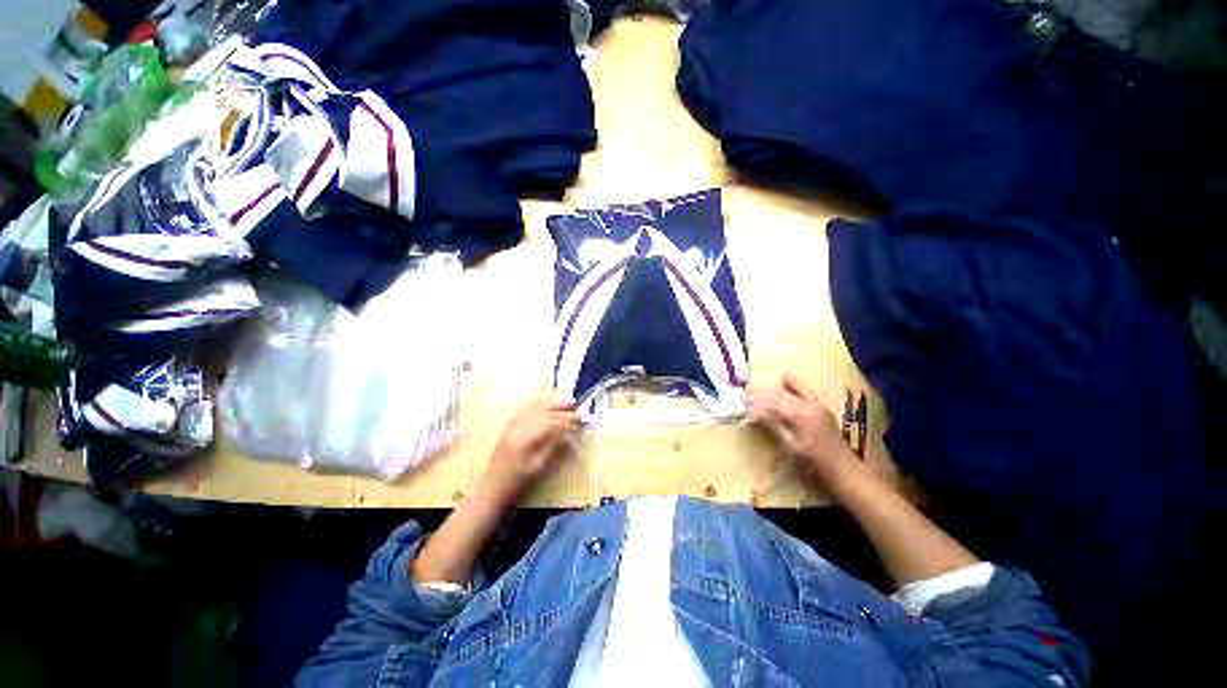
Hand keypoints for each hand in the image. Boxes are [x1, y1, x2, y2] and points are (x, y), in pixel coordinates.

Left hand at [486, 398, 580, 490]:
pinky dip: (537, 404)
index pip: (551, 422)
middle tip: (575, 407)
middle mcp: (519, 427)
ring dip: (551, 403)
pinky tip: (545, 402)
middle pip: (543, 411)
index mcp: (527, 439)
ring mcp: (513, 425)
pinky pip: (525, 409)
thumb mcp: (539, 467)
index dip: (567, 419)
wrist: (491, 487)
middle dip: (561, 408)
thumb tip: (568, 434)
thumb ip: (554, 448)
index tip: (579, 419)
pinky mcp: (509, 426)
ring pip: (534, 407)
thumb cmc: (517, 482)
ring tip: (565, 402)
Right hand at [746, 374, 862, 495]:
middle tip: (743, 395)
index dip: (755, 404)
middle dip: (759, 394)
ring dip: (771, 389)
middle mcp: (808, 404)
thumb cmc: (814, 464)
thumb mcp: (790, 447)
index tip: (741, 405)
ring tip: (756, 389)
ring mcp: (816, 404)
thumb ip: (772, 426)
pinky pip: (804, 389)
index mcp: (799, 415)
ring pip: (789, 389)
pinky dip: (792, 384)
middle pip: (778, 394)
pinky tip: (783, 380)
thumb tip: (752, 413)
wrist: (844, 471)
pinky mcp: (820, 407)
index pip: (771, 403)